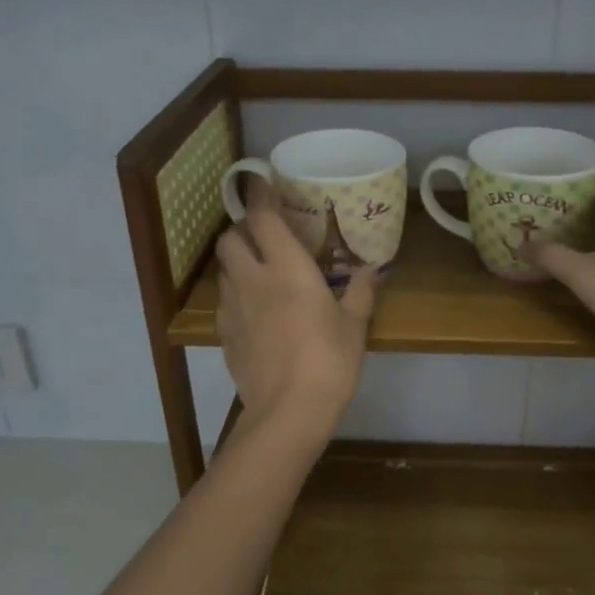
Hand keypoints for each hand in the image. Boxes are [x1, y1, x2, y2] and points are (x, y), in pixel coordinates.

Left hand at [215, 183, 377, 430]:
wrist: (288, 412)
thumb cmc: (329, 361)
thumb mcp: (354, 326)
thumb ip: (359, 293)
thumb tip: (370, 271)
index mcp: (287, 269)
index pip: (263, 218)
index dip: (260, 196)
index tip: (262, 182)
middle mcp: (253, 280)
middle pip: (230, 239)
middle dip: (242, 229)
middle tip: (263, 235)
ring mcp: (233, 308)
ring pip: (224, 270)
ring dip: (237, 262)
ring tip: (259, 272)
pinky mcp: (224, 335)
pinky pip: (224, 302)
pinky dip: (235, 295)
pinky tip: (254, 310)